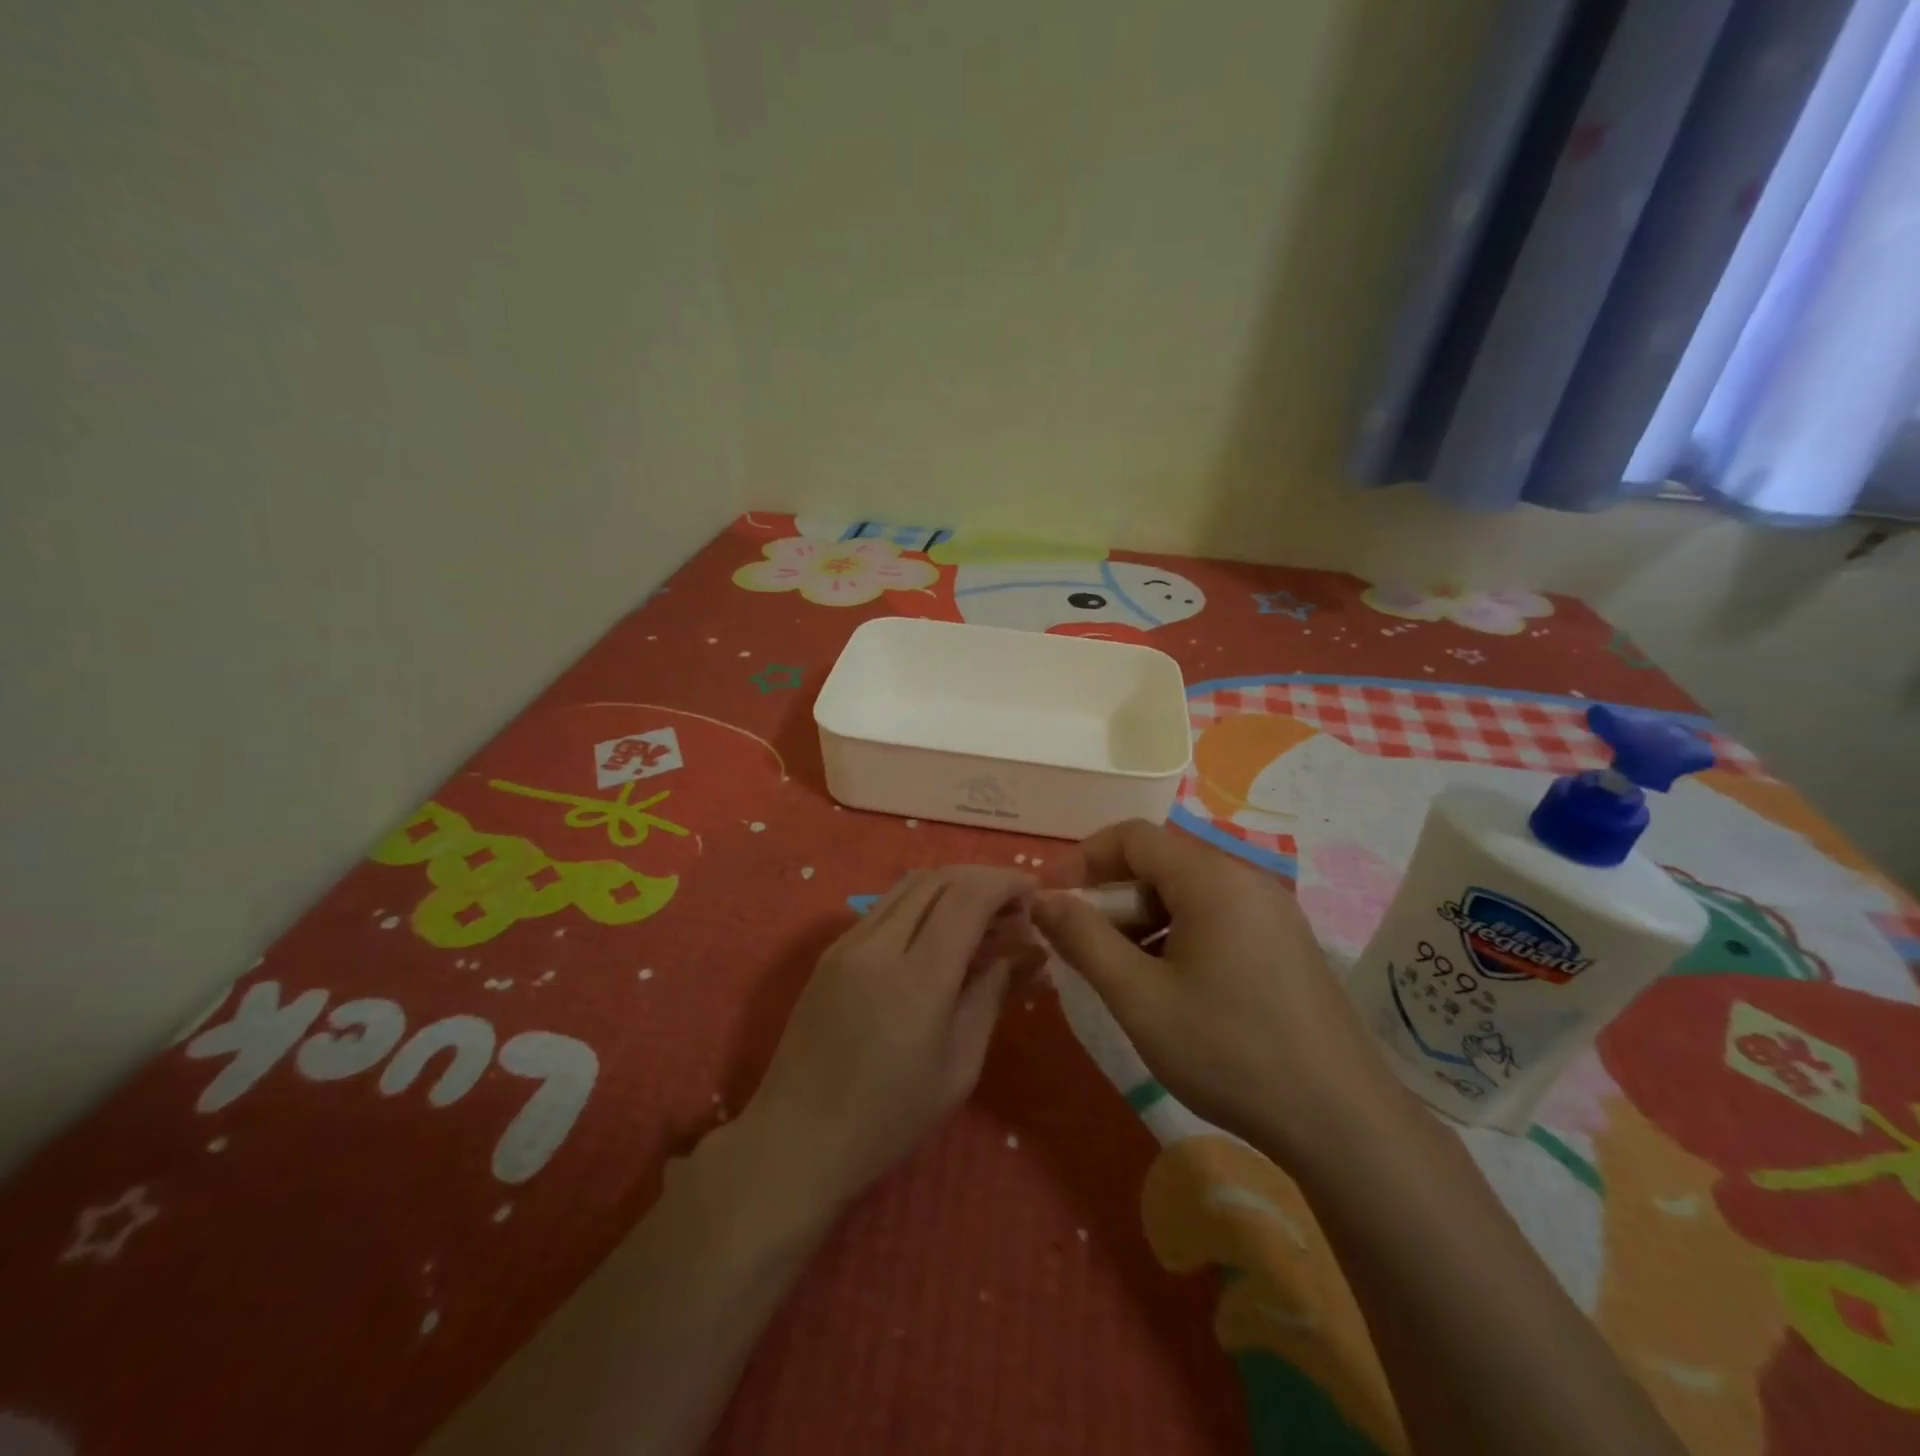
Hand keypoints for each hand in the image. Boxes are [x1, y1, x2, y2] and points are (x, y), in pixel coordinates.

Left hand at [736, 866, 1038, 1211]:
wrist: (795, 1139)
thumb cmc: (888, 1119)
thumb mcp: (959, 1068)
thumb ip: (990, 995)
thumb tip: (1021, 950)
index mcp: (916, 978)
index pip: (968, 897)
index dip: (1006, 883)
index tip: (1034, 893)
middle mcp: (878, 944)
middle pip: (939, 878)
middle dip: (984, 880)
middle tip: (1014, 910)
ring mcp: (848, 942)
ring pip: (910, 885)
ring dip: (953, 887)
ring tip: (982, 919)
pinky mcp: (831, 951)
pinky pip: (886, 906)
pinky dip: (924, 903)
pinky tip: (940, 935)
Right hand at [1033, 820, 1407, 1164]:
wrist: (1341, 1121)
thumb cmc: (1228, 1051)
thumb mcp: (1139, 997)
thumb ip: (1083, 939)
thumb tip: (1042, 899)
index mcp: (1211, 878)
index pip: (1132, 837)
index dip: (1082, 859)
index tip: (1050, 897)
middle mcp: (1245, 879)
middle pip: (1160, 863)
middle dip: (1110, 896)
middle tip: (1079, 942)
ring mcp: (1272, 912)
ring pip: (1187, 894)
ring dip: (1142, 919)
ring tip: (1118, 970)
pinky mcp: (1285, 943)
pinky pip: (1216, 918)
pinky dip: (1177, 935)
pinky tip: (1166, 985)